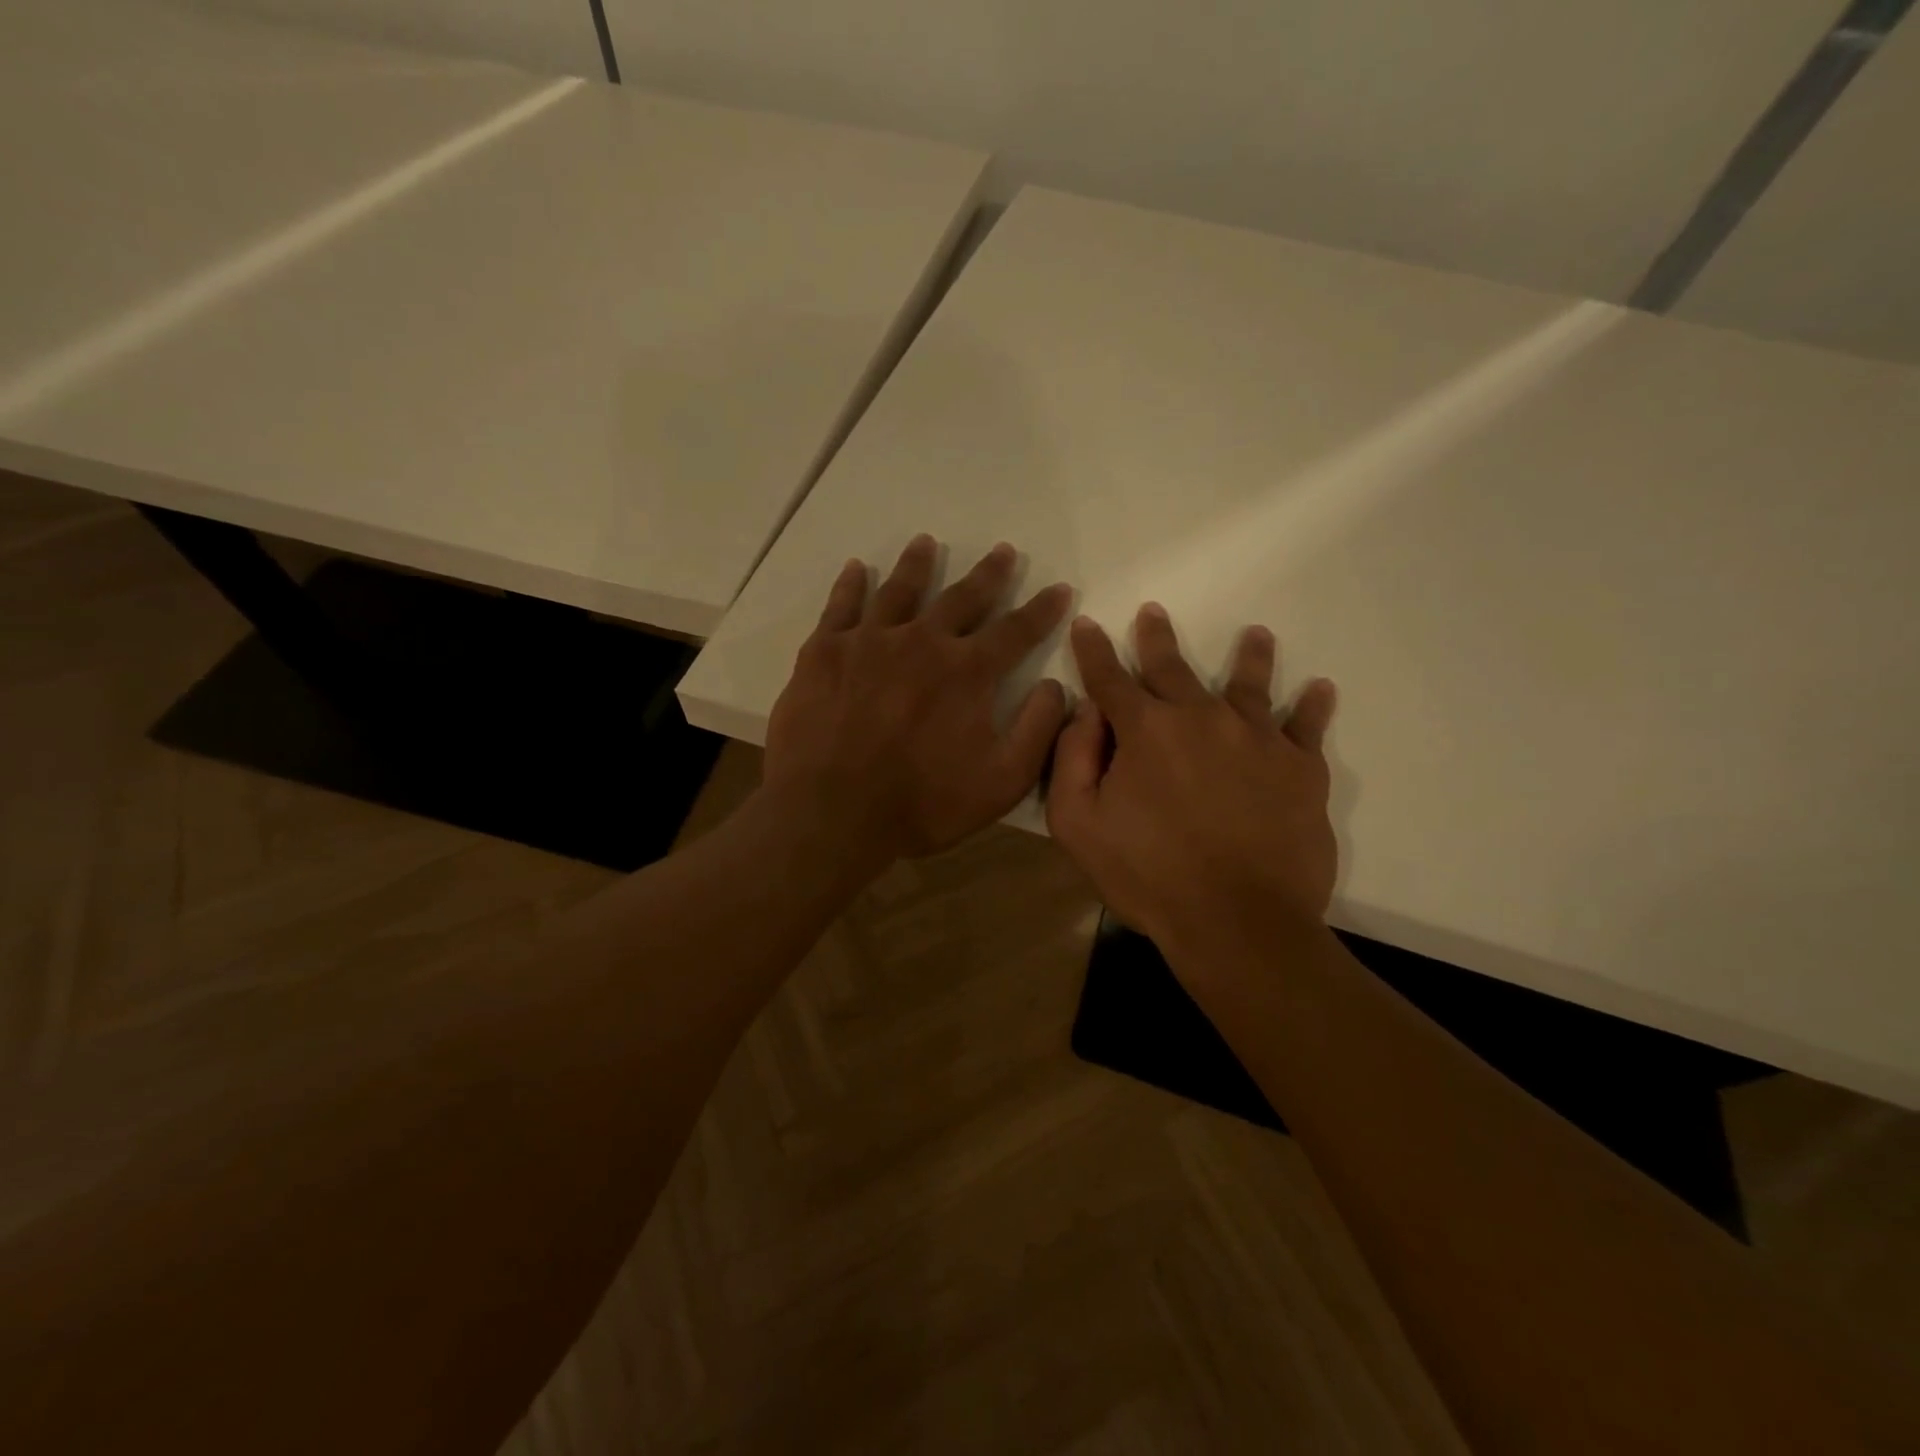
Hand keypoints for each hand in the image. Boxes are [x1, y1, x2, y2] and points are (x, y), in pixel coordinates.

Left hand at [762, 535, 1073, 867]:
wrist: (832, 813)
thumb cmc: (923, 803)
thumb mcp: (1002, 781)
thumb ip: (1037, 730)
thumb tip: (1058, 686)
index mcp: (967, 671)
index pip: (1016, 630)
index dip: (1042, 609)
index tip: (1058, 588)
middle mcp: (922, 641)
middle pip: (962, 597)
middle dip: (989, 574)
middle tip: (1003, 551)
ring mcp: (869, 641)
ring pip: (900, 590)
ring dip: (918, 564)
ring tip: (927, 542)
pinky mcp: (824, 651)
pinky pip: (840, 606)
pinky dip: (851, 585)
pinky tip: (857, 569)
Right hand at [1046, 603, 1337, 959]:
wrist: (1238, 922)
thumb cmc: (1148, 876)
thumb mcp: (1078, 825)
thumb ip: (1071, 760)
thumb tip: (1085, 713)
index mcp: (1145, 730)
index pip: (1109, 678)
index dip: (1093, 651)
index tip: (1088, 624)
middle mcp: (1201, 717)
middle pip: (1172, 668)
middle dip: (1156, 639)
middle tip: (1153, 613)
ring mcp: (1257, 738)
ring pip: (1249, 684)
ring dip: (1249, 656)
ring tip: (1256, 634)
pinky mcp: (1300, 768)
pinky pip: (1308, 726)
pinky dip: (1313, 706)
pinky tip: (1320, 689)